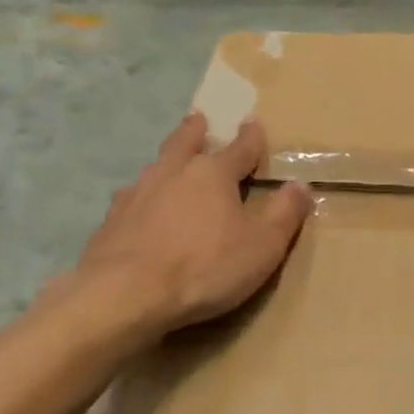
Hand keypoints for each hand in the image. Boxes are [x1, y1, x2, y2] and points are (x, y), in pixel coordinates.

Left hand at [66, 111, 312, 345]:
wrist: (125, 294)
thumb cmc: (205, 267)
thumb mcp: (263, 245)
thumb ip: (284, 214)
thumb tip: (301, 185)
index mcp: (213, 175)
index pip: (239, 149)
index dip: (251, 137)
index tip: (253, 122)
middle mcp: (173, 173)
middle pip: (185, 143)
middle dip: (196, 131)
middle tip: (198, 119)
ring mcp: (137, 195)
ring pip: (156, 167)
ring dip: (167, 161)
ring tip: (170, 162)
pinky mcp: (112, 221)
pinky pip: (133, 198)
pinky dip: (144, 196)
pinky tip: (142, 206)